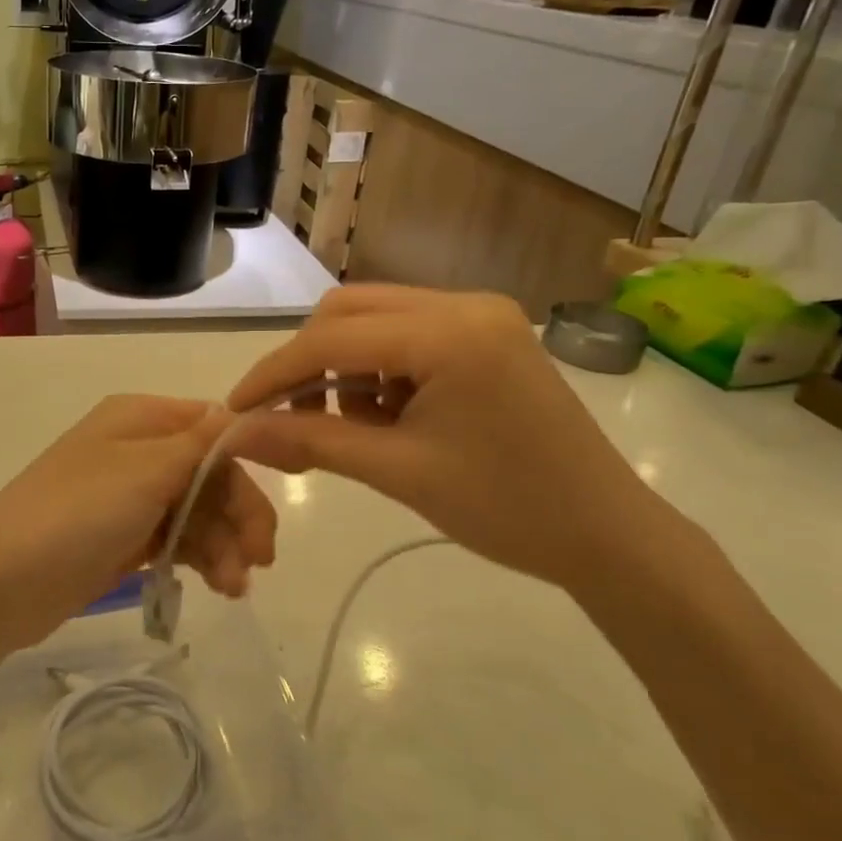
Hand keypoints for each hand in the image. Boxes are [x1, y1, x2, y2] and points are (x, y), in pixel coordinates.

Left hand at [0, 395, 276, 651]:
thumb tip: (247, 412)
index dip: (247, 459)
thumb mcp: (145, 470)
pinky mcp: (125, 537)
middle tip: (261, 560)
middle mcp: (139, 449)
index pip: (213, 426)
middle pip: (211, 473)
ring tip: (234, 586)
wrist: (0, 583)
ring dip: (225, 544)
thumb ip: (202, 443)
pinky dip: (202, 558)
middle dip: (240, 513)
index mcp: (141, 417)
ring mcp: (130, 496)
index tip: (274, 500)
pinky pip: (179, 539)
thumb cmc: (76, 513)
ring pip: (199, 510)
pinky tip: (220, 585)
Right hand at [225, 286, 692, 599]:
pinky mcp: (487, 335)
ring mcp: (480, 315)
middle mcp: (464, 303)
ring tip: (351, 425)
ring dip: (345, 366)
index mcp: (450, 332)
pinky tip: (387, 415)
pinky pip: (407, 335)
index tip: (235, 410)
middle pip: (349, 311)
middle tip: (290, 416)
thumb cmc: (506, 508)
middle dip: (309, 363)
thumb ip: (309, 441)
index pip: (332, 338)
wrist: (608, 536)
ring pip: (375, 319)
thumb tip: (233, 434)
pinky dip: (379, 370)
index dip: (274, 373)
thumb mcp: (398, 471)